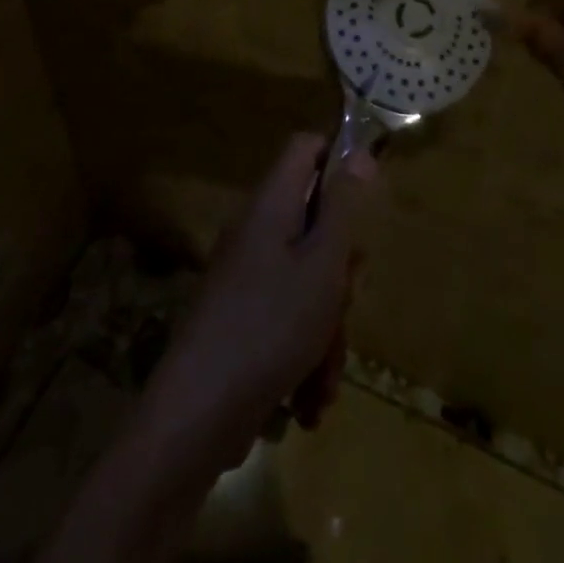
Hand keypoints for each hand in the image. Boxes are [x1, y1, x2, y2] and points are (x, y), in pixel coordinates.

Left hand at [145, 134, 373, 465]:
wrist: (196, 415)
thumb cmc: (271, 326)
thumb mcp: (323, 263)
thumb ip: (343, 206)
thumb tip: (360, 151)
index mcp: (272, 203)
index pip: (305, 148)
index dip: (339, 158)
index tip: (367, 198)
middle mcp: (255, 230)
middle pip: (313, 223)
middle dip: (339, 270)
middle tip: (346, 300)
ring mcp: (244, 275)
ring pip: (306, 280)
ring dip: (326, 328)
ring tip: (325, 378)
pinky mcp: (240, 318)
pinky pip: (286, 317)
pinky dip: (304, 353)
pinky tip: (308, 400)